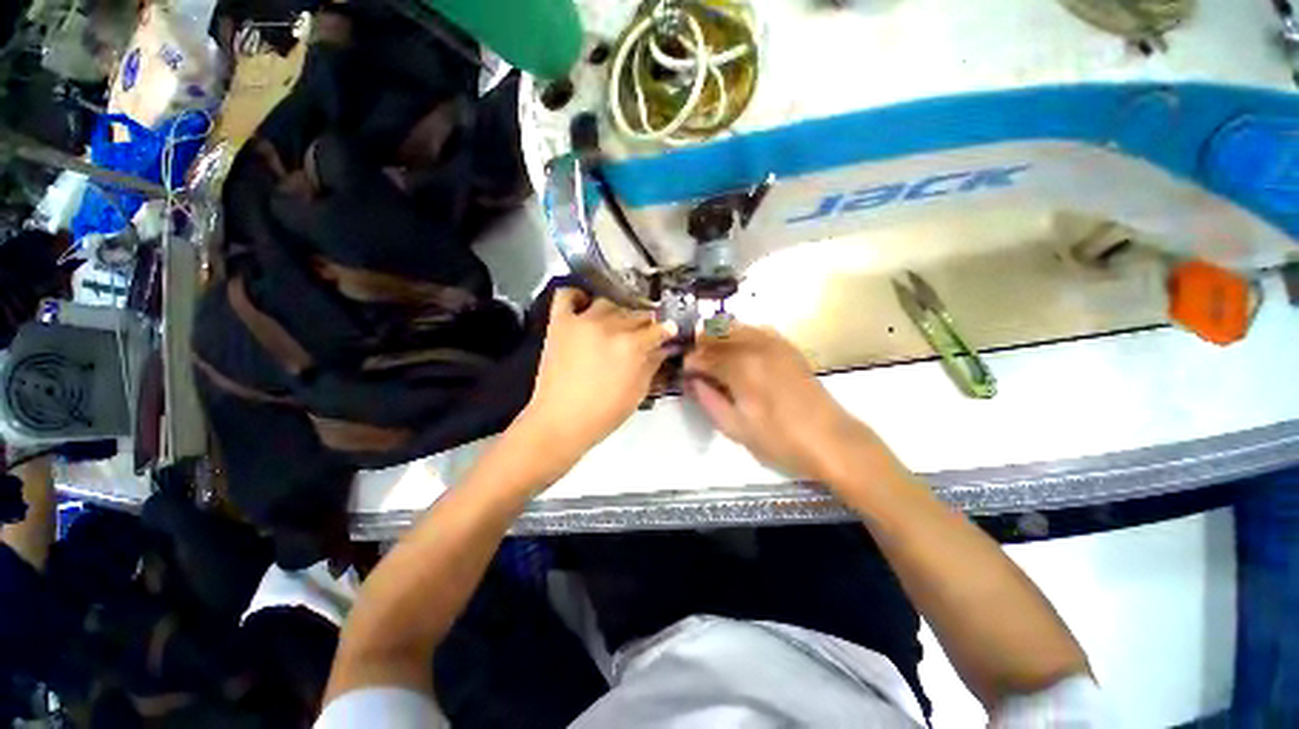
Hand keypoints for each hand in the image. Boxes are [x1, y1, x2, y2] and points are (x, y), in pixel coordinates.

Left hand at [515, 289, 674, 468]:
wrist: (560, 421)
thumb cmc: (604, 413)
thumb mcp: (638, 393)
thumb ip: (652, 365)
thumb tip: (662, 348)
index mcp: (632, 346)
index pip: (657, 329)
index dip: (666, 331)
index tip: (669, 332)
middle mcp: (610, 326)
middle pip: (635, 314)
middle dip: (644, 322)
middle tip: (643, 333)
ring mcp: (582, 321)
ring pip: (608, 302)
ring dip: (617, 311)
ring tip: (615, 324)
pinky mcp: (559, 322)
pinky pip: (567, 296)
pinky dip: (577, 297)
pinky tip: (584, 307)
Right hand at [684, 325, 882, 482]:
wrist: (830, 440)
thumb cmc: (779, 440)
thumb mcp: (735, 428)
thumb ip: (708, 400)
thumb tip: (693, 380)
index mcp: (741, 367)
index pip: (704, 356)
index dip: (690, 362)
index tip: (684, 372)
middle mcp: (756, 346)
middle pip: (718, 334)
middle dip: (700, 344)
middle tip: (694, 361)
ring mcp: (775, 343)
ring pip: (736, 327)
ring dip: (718, 336)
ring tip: (711, 353)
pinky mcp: (787, 347)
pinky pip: (756, 330)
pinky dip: (740, 334)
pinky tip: (737, 348)